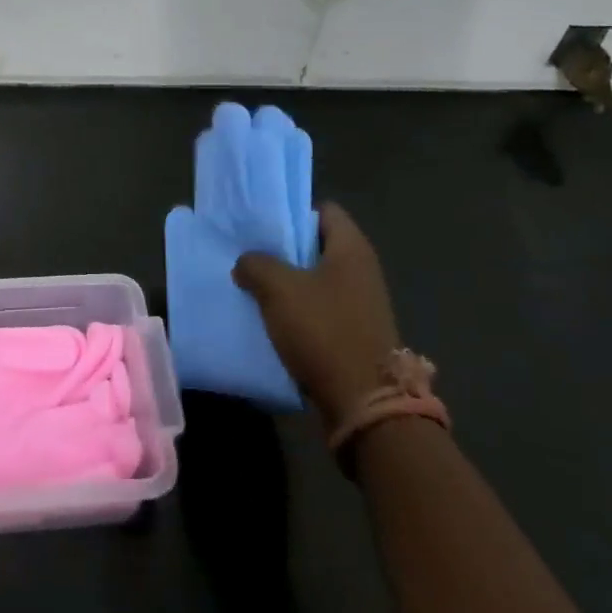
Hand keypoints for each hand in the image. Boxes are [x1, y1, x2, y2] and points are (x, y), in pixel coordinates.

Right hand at [233, 202, 400, 426]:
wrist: (364, 402)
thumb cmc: (324, 330)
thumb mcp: (278, 288)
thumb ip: (255, 264)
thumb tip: (247, 263)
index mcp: (351, 248)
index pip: (323, 210)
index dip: (292, 212)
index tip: (262, 224)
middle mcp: (362, 270)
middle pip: (317, 245)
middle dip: (283, 249)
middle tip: (250, 253)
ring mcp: (361, 303)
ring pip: (316, 279)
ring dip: (287, 283)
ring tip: (253, 286)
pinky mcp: (355, 333)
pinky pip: (320, 309)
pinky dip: (297, 310)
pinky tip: (271, 319)